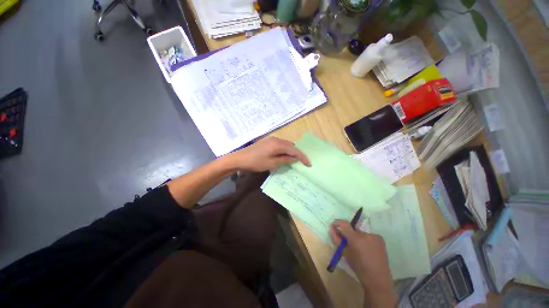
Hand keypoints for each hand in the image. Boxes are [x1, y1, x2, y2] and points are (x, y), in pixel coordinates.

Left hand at [230, 137, 310, 171]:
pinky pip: (280, 145)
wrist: (239, 158)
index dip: (302, 157)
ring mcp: (271, 139)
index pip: (294, 150)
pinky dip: (284, 150)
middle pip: (291, 145)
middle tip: (302, 162)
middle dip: (297, 153)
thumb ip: (285, 160)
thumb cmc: (256, 162)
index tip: (308, 164)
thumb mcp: (272, 163)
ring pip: (286, 145)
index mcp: (278, 144)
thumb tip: (295, 158)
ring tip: (294, 160)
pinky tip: (284, 156)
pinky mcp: (267, 141)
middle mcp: (276, 139)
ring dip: (291, 151)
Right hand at [330, 220, 395, 307]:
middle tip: (347, 243)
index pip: (344, 224)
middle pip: (353, 229)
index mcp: (356, 239)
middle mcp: (365, 234)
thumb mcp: (345, 253)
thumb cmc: (359, 267)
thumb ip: (337, 239)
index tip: (334, 225)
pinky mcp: (380, 239)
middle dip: (349, 234)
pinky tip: (367, 250)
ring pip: (360, 233)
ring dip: (357, 238)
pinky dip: (365, 240)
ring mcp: (374, 235)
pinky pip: (368, 236)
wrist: (378, 279)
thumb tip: (331, 229)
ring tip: (359, 249)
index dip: (338, 222)